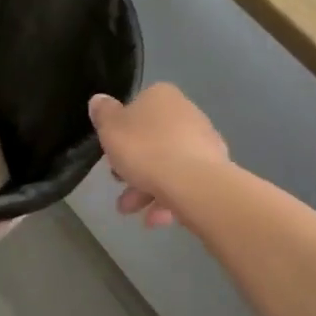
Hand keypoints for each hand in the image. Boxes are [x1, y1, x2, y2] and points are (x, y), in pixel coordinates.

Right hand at [88, 84, 227, 228]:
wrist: (193, 183)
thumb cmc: (145, 149)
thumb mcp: (110, 128)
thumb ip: (103, 113)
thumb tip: (99, 100)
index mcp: (162, 96)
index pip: (136, 109)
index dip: (121, 134)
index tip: (112, 154)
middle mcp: (186, 113)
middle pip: (152, 140)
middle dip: (133, 167)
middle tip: (119, 185)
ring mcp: (204, 141)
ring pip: (168, 163)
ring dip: (147, 188)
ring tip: (133, 211)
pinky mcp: (216, 169)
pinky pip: (185, 181)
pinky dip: (169, 198)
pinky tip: (156, 219)